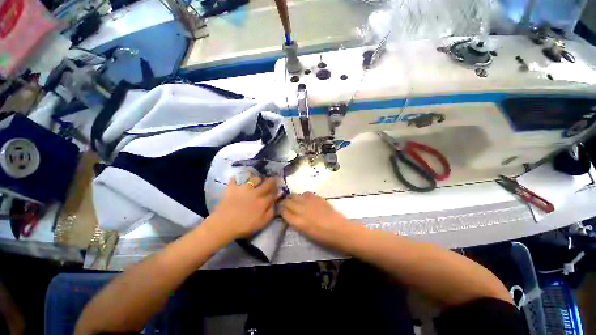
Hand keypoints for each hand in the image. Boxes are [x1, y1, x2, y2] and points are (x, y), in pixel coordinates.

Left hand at [207, 176, 278, 241]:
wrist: (224, 224)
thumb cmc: (244, 226)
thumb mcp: (262, 223)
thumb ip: (271, 213)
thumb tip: (275, 204)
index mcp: (263, 201)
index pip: (273, 194)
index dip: (277, 190)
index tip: (279, 188)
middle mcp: (255, 192)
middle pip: (266, 183)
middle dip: (271, 180)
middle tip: (273, 179)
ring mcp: (243, 188)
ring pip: (254, 179)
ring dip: (257, 179)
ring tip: (256, 180)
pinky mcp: (232, 188)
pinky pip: (234, 180)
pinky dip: (235, 179)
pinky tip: (235, 179)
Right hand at [281, 192, 349, 245]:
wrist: (339, 230)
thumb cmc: (322, 237)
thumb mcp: (305, 232)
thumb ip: (296, 222)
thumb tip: (291, 215)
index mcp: (297, 222)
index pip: (283, 212)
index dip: (281, 210)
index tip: (282, 210)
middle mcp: (301, 210)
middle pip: (287, 201)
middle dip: (285, 202)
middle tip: (287, 205)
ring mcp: (309, 202)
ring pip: (295, 195)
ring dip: (293, 198)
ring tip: (296, 201)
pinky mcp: (317, 198)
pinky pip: (306, 193)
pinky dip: (304, 196)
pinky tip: (307, 199)